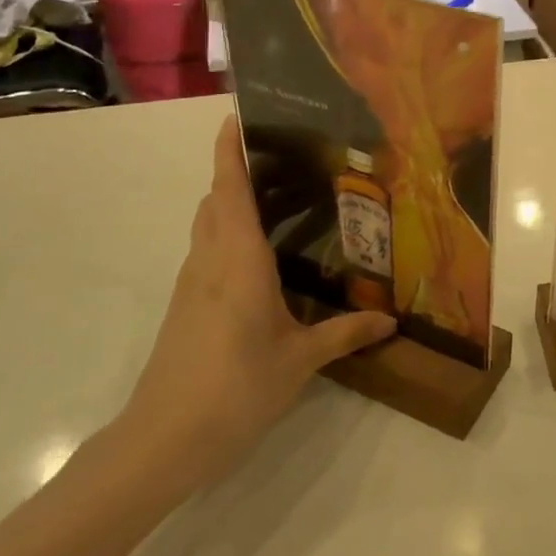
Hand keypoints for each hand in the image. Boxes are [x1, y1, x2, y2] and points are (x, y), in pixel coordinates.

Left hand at [114, 114, 394, 489]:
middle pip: (215, 200)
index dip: (229, 150)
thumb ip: (346, 334)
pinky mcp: (184, 307)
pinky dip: (228, 236)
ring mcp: (191, 284)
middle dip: (237, 172)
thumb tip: (391, 321)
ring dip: (231, 204)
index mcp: (239, 260)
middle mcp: (210, 261)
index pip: (229, 190)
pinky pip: (207, 253)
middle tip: (282, 161)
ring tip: (278, 201)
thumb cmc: (237, 387)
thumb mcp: (301, 360)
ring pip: (207, 226)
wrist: (164, 439)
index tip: (237, 116)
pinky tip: (260, 259)